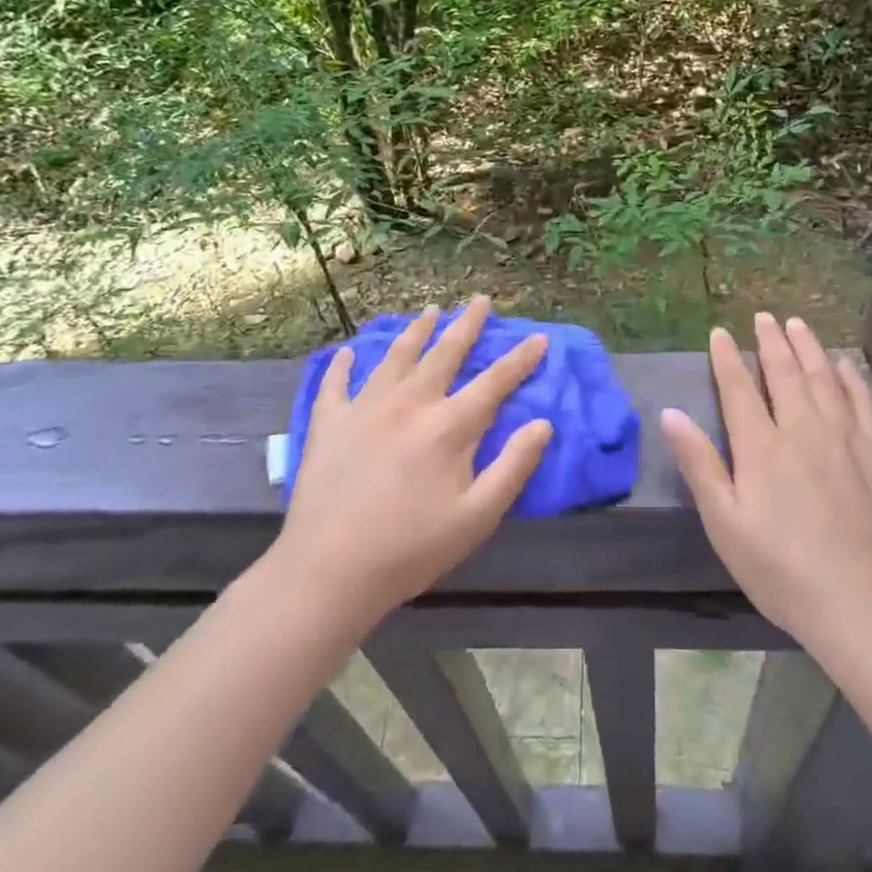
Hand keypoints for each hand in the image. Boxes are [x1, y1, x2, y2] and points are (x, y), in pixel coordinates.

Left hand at [270, 297, 551, 630]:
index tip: (538, 337)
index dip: (520, 359)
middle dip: (467, 324)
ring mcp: (365, 408)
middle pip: (444, 354)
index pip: (494, 382)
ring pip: (396, 356)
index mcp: (449, 427)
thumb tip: (543, 424)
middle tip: (480, 299)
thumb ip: (513, 467)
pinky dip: (343, 365)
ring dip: (416, 330)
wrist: (328, 571)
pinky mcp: (329, 423)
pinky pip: (336, 383)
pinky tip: (348, 353)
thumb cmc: (410, 549)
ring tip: (430, 310)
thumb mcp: (477, 518)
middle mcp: (409, 403)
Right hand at [662, 313, 871, 661]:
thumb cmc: (780, 569)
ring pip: (824, 378)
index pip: (739, 388)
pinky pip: (864, 400)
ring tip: (797, 324)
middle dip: (771, 342)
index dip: (727, 358)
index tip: (720, 333)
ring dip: (808, 348)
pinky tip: (844, 363)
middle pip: (784, 373)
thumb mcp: (725, 524)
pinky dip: (851, 376)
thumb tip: (671, 414)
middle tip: (764, 317)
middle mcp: (803, 429)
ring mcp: (847, 437)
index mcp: (761, 447)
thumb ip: (699, 465)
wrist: (862, 604)